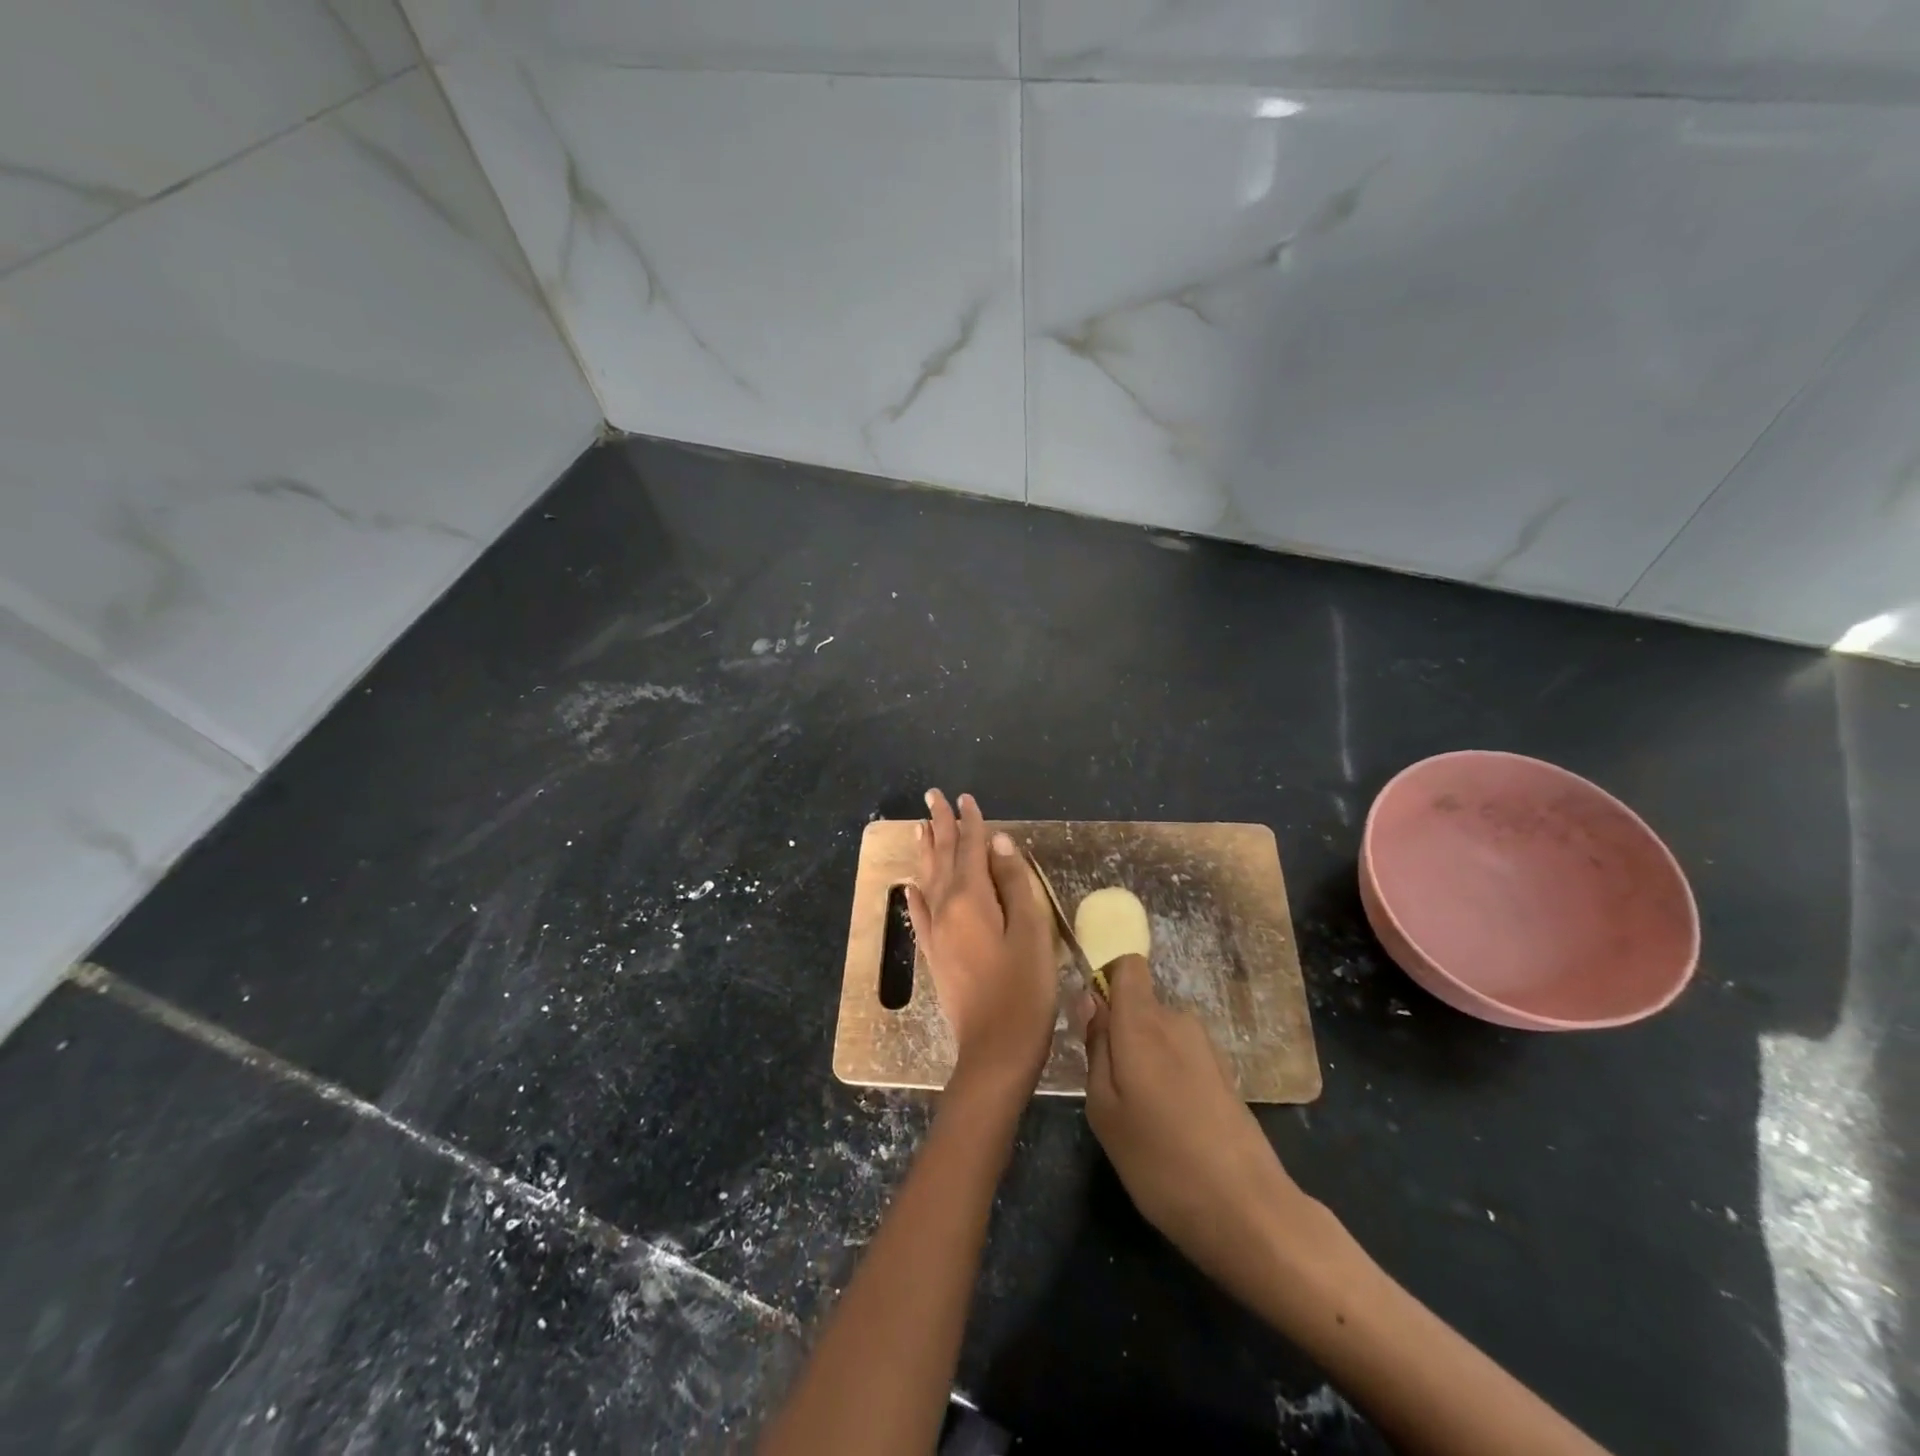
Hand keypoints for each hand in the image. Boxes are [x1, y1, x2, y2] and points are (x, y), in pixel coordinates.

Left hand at [906, 790, 1057, 1095]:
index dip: (971, 822)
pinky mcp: (934, 955)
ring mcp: (936, 933)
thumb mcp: (1031, 932)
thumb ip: (1014, 883)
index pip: (971, 848)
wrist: (994, 1051)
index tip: (966, 797)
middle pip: (943, 857)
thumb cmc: (1023, 990)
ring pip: (928, 879)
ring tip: (919, 826)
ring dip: (926, 850)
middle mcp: (945, 908)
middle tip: (932, 796)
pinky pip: (920, 913)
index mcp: (971, 899)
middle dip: (940, 825)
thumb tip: (998, 843)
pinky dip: (916, 893)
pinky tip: (911, 886)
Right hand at [1082, 955, 1315, 1284]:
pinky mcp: (1224, 1073)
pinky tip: (1171, 1125)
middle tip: (1109, 1088)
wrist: (1248, 1211)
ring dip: (1144, 1058)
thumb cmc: (1160, 1161)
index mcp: (1143, 1022)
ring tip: (1140, 1114)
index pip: (1127, 965)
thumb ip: (1095, 1046)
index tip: (1093, 1023)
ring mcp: (1206, 1047)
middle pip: (1140, 1003)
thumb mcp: (1104, 1109)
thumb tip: (1089, 999)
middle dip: (1120, 1032)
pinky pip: (1181, 1055)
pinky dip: (1169, 1076)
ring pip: (1160, 1033)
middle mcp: (1177, 1021)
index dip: (1106, 982)